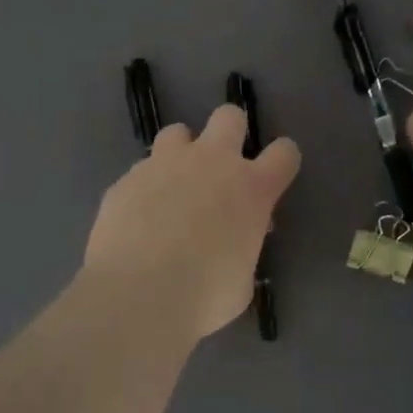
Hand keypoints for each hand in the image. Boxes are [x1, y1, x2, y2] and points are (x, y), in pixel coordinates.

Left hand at [83, 105, 300, 340]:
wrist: (138, 293)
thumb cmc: (204, 296)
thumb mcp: (242, 280)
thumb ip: (242, 250)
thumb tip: (233, 245)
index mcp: (252, 188)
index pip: (285, 153)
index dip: (282, 161)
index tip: (273, 177)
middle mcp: (212, 163)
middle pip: (230, 117)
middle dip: (230, 132)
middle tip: (221, 165)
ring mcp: (166, 164)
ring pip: (178, 132)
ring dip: (181, 152)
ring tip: (173, 184)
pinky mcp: (128, 177)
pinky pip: (141, 170)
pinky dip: (145, 187)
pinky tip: (138, 217)